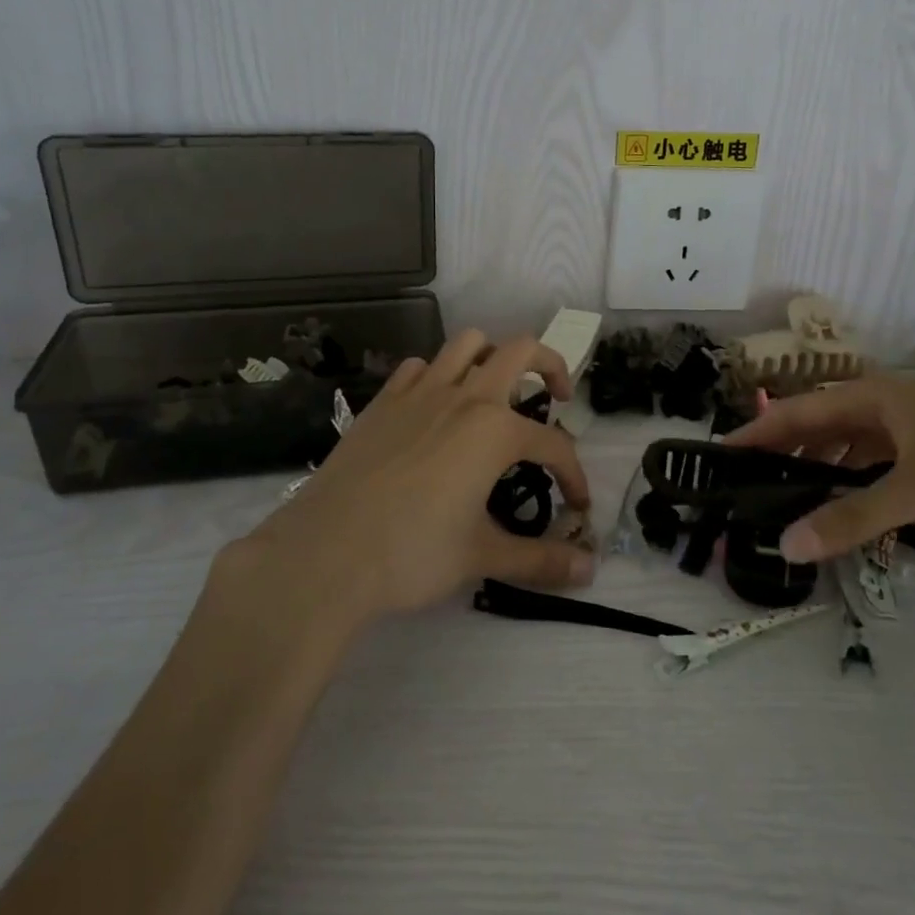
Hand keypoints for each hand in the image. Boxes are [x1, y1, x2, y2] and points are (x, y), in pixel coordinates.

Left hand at [235, 330, 594, 620]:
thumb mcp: (481, 556)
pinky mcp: (383, 402)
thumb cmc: (411, 553)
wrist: (325, 553)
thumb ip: (540, 559)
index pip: (554, 445)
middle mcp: (463, 397)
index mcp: (494, 430)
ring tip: (496, 392)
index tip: (577, 506)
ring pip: (467, 344)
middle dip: (550, 366)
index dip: (574, 475)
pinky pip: (418, 368)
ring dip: (492, 357)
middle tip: (557, 398)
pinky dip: (437, 376)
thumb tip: (590, 570)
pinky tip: (436, 409)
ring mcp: (419, 393)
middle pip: (520, 351)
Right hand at [723, 373, 914, 562]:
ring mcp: (911, 423)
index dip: (755, 434)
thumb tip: (787, 546)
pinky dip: (855, 478)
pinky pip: (877, 458)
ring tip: (789, 499)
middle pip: (817, 425)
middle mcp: (883, 403)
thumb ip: (853, 519)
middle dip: (782, 453)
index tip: (717, 456)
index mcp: (870, 397)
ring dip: (819, 467)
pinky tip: (851, 503)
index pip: (794, 412)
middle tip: (748, 487)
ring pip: (848, 442)